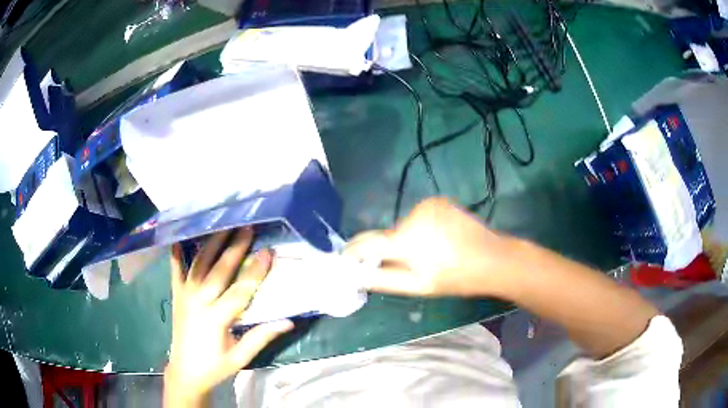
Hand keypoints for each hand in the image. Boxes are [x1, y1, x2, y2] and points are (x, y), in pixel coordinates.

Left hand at [164, 228, 293, 406]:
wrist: (185, 371)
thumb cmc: (215, 366)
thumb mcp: (241, 357)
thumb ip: (261, 337)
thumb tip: (288, 321)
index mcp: (217, 319)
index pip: (240, 290)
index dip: (256, 271)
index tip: (269, 251)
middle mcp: (199, 302)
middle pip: (219, 270)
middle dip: (235, 247)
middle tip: (248, 227)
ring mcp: (185, 295)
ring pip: (199, 264)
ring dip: (213, 243)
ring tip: (225, 225)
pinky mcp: (176, 294)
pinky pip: (175, 270)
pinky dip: (177, 254)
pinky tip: (179, 238)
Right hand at [345, 197, 513, 297]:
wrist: (492, 258)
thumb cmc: (455, 278)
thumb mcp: (418, 286)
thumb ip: (382, 279)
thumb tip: (354, 275)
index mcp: (406, 240)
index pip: (366, 244)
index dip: (353, 252)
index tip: (346, 259)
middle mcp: (412, 215)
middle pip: (387, 235)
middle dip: (387, 250)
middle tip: (404, 265)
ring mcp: (427, 205)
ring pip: (403, 226)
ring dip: (406, 239)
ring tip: (428, 254)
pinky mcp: (438, 201)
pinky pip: (418, 217)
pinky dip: (420, 228)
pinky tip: (438, 239)